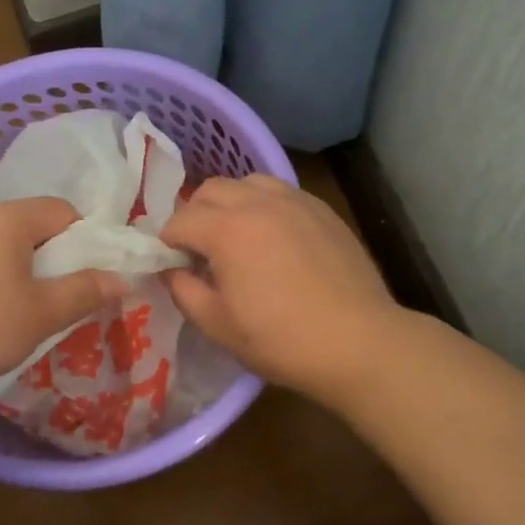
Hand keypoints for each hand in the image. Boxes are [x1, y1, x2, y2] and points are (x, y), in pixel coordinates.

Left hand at [0, 197, 125, 396]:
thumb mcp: (38, 315)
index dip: (87, 241)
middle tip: (60, 302)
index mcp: (9, 218)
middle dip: (52, 261)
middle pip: (31, 228)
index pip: (64, 211)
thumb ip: (83, 292)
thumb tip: (122, 277)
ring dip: (18, 274)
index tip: (90, 278)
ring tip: (21, 314)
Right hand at [159, 176, 401, 404]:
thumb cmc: (281, 340)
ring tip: (237, 235)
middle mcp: (258, 202)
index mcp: (226, 229)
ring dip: (231, 202)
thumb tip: (172, 271)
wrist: (358, 342)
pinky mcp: (321, 209)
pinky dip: (264, 205)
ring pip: (248, 182)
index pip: (179, 220)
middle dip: (195, 214)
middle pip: (211, 190)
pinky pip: (281, 192)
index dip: (167, 242)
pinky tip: (273, 237)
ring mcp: (294, 201)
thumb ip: (184, 291)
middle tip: (200, 249)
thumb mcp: (217, 325)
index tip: (171, 264)